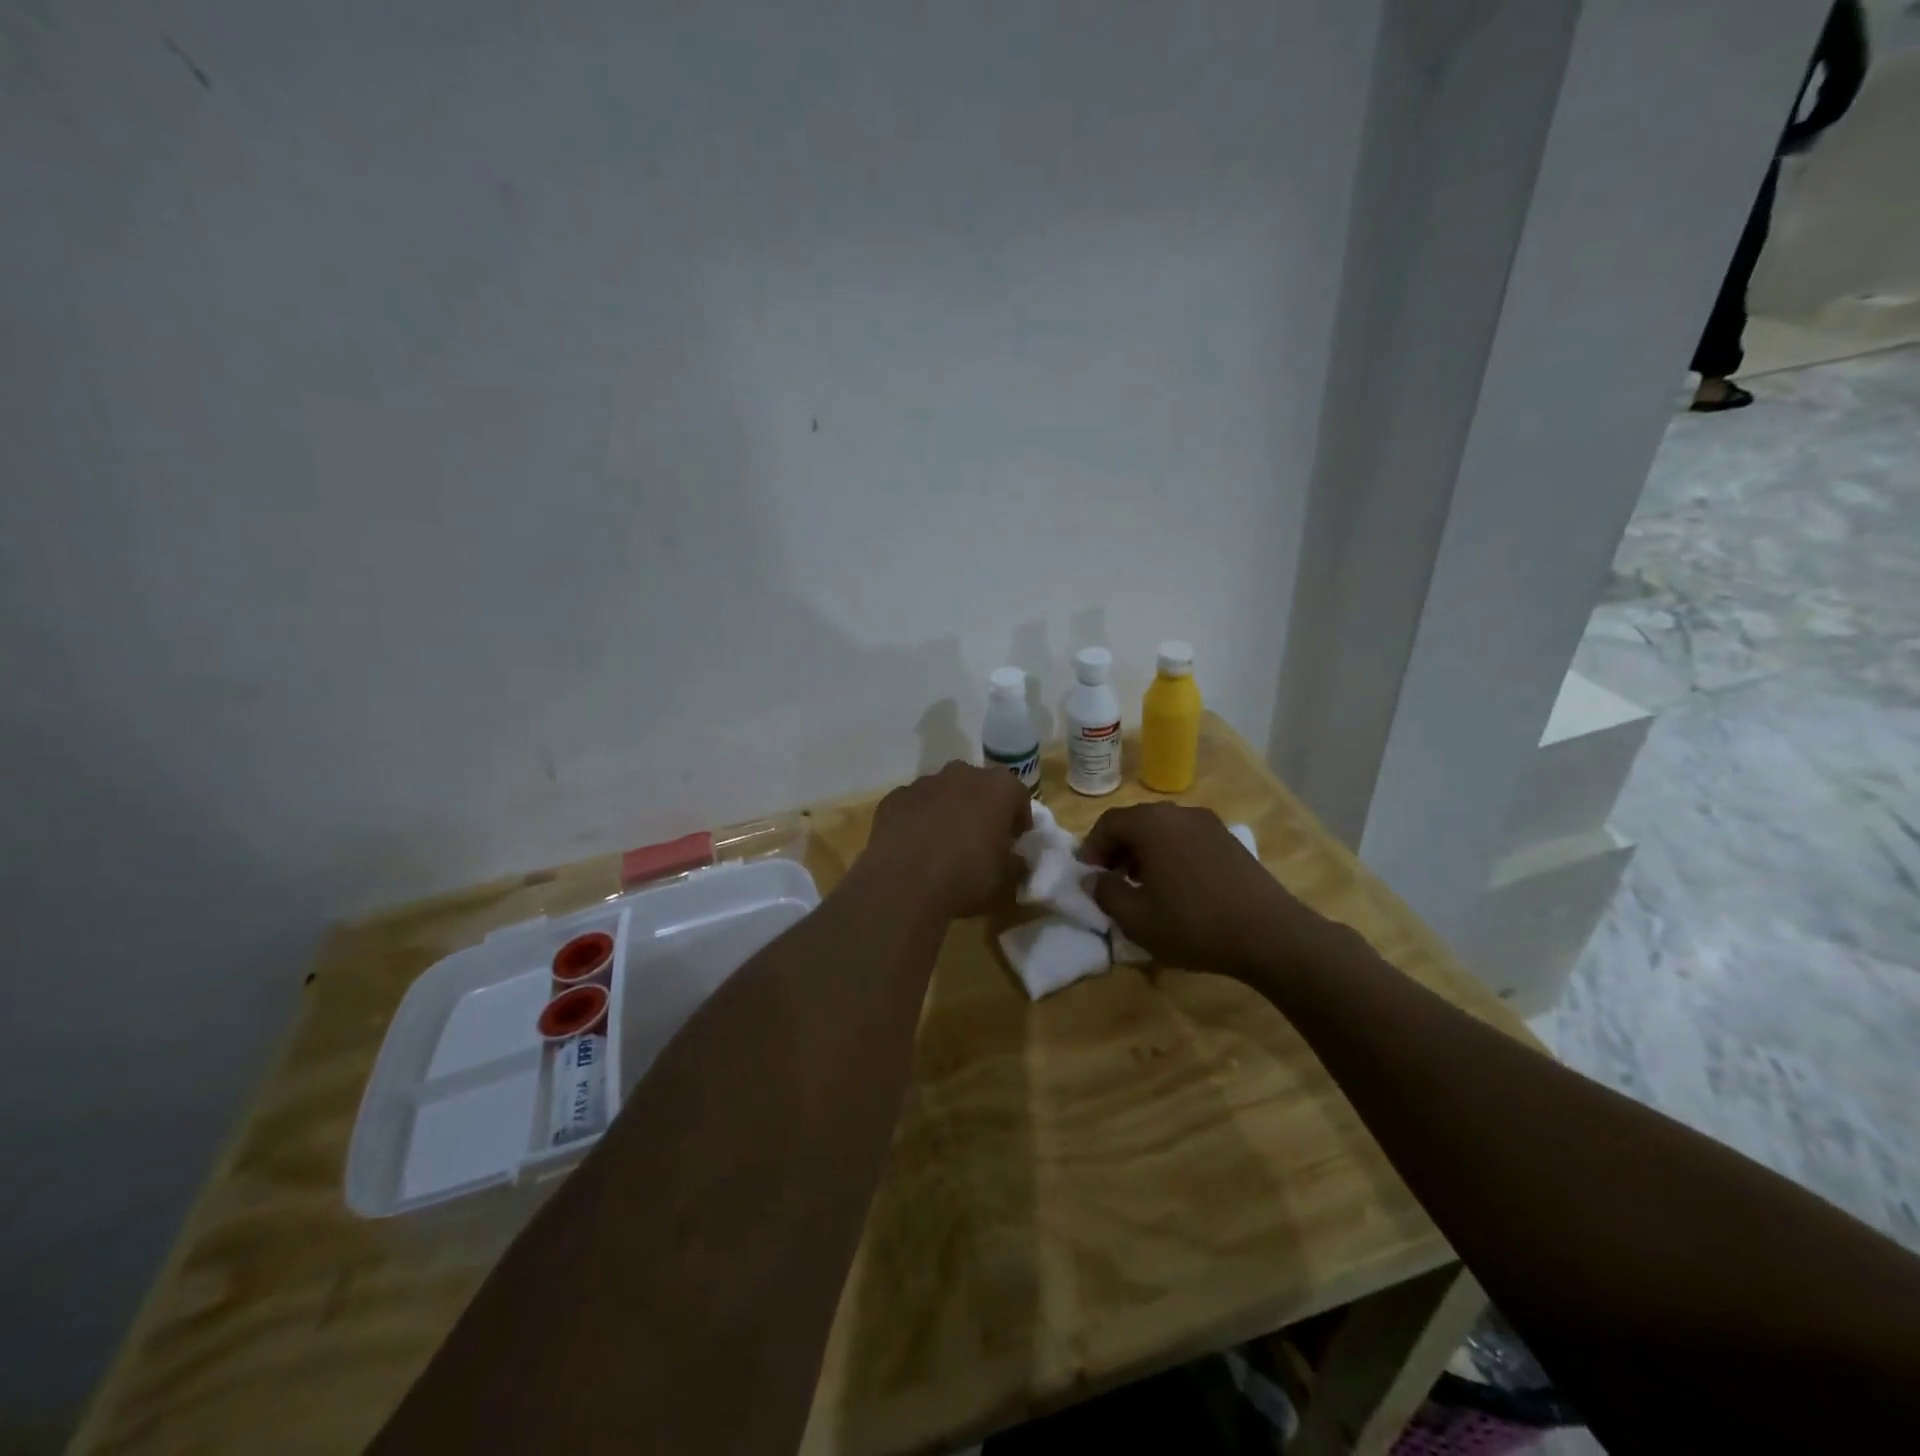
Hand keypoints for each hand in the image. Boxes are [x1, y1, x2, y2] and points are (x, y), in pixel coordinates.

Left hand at [858, 761, 1033, 919]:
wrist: (904, 885)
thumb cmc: (966, 878)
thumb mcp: (1005, 880)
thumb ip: (1015, 863)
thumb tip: (1014, 859)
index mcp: (998, 788)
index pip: (1018, 795)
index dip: (1018, 818)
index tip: (1014, 839)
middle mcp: (962, 774)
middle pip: (978, 786)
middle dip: (981, 807)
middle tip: (980, 837)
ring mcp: (924, 783)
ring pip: (943, 792)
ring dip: (948, 810)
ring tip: (944, 843)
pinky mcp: (893, 798)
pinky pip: (914, 805)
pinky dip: (918, 819)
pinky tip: (914, 846)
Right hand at [1080, 803, 1329, 974]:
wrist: (1270, 934)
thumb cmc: (1193, 924)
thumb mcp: (1136, 918)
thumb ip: (1105, 893)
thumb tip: (1094, 879)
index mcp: (1151, 824)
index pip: (1108, 823)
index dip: (1091, 848)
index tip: (1087, 875)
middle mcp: (1179, 814)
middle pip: (1136, 822)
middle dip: (1117, 848)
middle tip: (1110, 879)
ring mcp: (1208, 824)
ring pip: (1162, 830)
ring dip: (1144, 852)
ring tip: (1142, 886)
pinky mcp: (1229, 840)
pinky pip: (1186, 839)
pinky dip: (1170, 854)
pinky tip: (1176, 887)